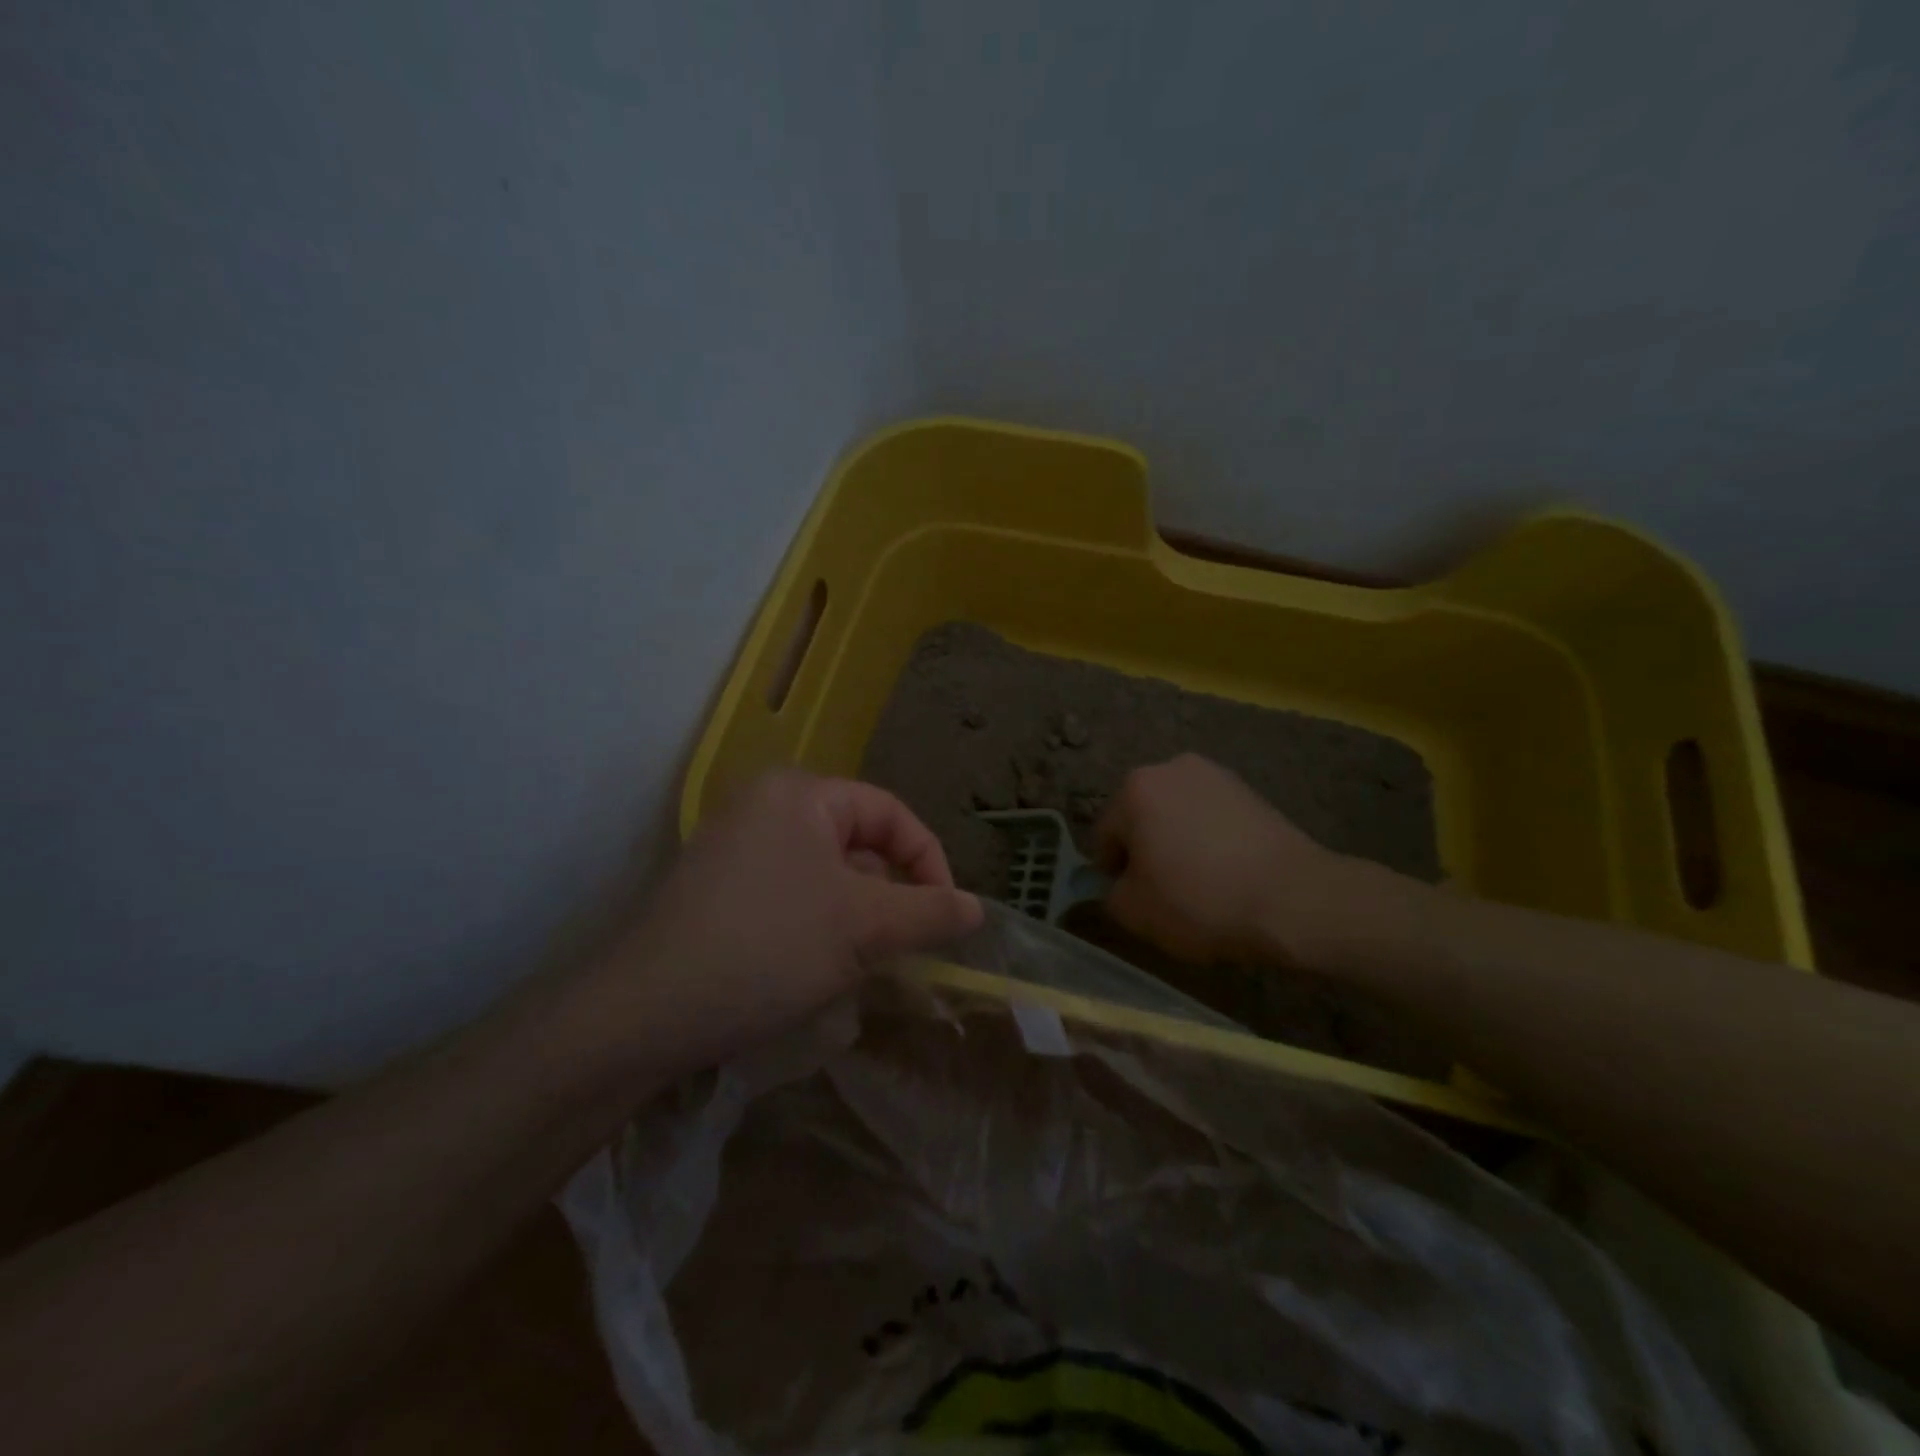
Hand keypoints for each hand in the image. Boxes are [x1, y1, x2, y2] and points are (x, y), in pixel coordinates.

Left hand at [591, 771, 981, 1075]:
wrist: (643, 1013)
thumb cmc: (767, 948)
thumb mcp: (862, 928)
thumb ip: (929, 911)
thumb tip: (977, 907)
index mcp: (800, 793)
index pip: (890, 814)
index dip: (929, 862)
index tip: (945, 918)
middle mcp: (765, 805)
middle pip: (857, 843)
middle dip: (888, 896)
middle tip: (899, 949)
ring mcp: (736, 847)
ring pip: (826, 874)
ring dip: (855, 917)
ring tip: (857, 965)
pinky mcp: (718, 888)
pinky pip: (791, 893)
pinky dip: (817, 925)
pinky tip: (812, 970)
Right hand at [1093, 754, 1369, 965]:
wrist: (1294, 900)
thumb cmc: (1200, 901)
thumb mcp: (1134, 912)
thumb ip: (1110, 894)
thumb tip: (1120, 885)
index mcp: (1135, 788)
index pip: (1105, 835)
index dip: (1114, 873)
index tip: (1135, 899)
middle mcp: (1171, 768)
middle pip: (1142, 817)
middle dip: (1147, 850)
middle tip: (1165, 892)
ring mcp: (1216, 775)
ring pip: (1179, 815)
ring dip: (1179, 842)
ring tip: (1202, 883)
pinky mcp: (1251, 790)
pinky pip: (1213, 818)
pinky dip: (1211, 840)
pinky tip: (1228, 873)